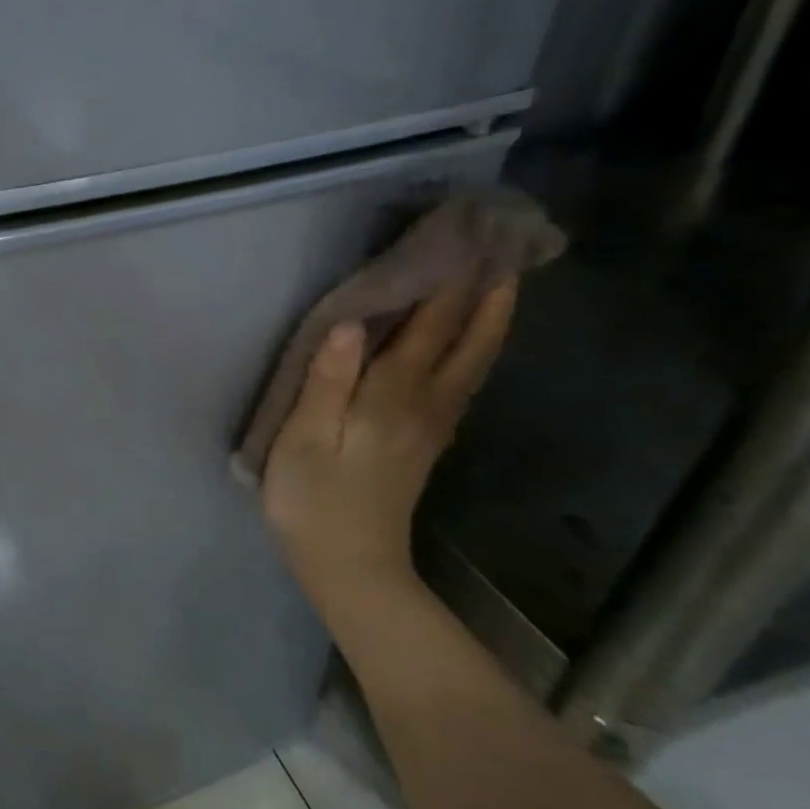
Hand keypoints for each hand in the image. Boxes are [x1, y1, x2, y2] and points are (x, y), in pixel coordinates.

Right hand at [260, 278, 516, 612]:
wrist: (351, 567)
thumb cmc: (313, 500)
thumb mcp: (304, 440)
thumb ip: (327, 381)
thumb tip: (352, 323)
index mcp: (390, 398)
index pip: (426, 329)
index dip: (447, 285)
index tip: (467, 240)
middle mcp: (423, 405)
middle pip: (466, 344)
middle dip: (486, 296)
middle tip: (505, 251)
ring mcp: (431, 427)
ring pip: (472, 364)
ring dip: (488, 321)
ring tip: (500, 285)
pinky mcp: (426, 443)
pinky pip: (461, 383)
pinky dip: (473, 353)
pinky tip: (470, 345)